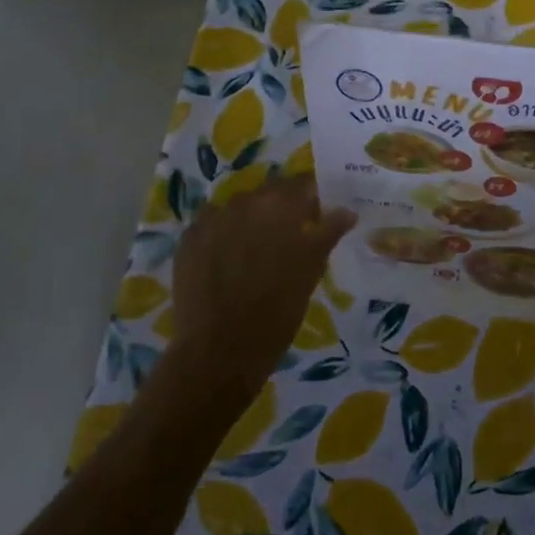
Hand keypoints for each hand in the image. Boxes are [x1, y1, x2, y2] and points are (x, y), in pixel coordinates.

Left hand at [166, 175, 354, 407]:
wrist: (219, 351)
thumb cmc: (277, 310)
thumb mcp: (311, 270)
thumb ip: (328, 232)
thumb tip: (346, 211)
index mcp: (280, 205)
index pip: (302, 184)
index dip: (312, 197)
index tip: (317, 215)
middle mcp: (245, 201)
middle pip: (269, 192)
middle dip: (280, 208)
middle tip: (288, 237)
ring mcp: (212, 218)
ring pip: (239, 208)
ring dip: (250, 221)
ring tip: (254, 252)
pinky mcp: (188, 238)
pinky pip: (212, 225)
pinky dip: (222, 236)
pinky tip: (226, 262)